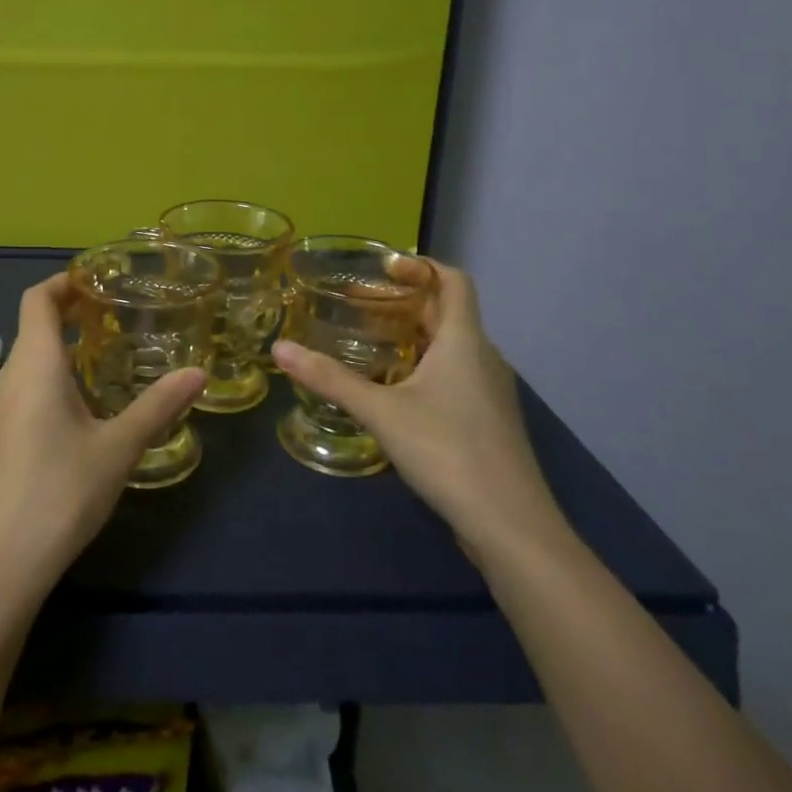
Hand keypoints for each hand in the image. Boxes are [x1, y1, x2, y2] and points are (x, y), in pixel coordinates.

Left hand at [0, 273, 206, 603]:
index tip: (99, 279)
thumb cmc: (61, 491)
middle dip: (71, 312)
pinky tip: (83, 403)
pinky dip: (53, 375)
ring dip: (62, 345)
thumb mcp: (119, 447)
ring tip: (107, 353)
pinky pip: (25, 386)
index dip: (64, 281)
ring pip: (29, 358)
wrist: (2, 563)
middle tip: (117, 313)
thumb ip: (159, 406)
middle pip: (33, 326)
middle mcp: (9, 377)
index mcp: (34, 365)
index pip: (38, 299)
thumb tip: (198, 373)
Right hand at [271, 261, 566, 564]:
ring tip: (370, 343)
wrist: (511, 526)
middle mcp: (484, 357)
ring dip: (415, 335)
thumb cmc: (448, 452)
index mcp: (465, 341)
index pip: (454, 280)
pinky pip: (456, 375)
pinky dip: (426, 366)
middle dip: (405, 302)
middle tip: (358, 305)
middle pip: (448, 312)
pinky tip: (395, 390)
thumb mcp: (381, 412)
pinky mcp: (489, 421)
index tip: (383, 268)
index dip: (422, 266)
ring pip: (452, 346)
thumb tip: (279, 348)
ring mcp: (491, 391)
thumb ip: (330, 379)